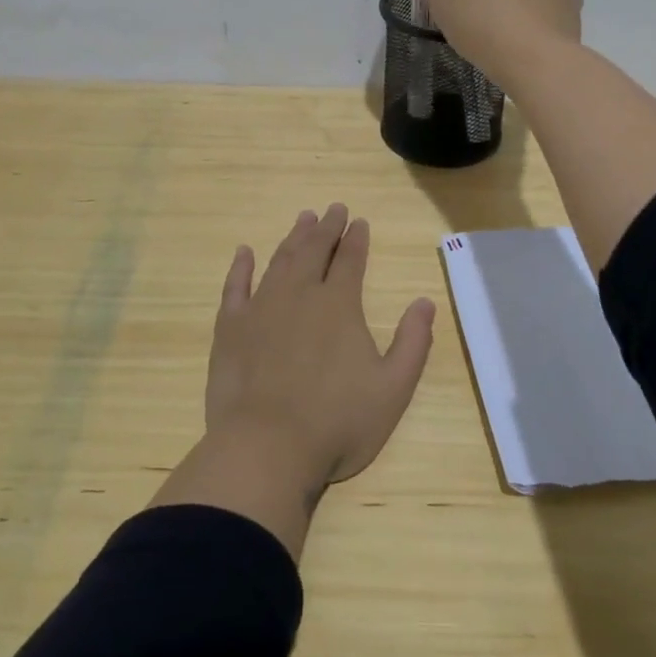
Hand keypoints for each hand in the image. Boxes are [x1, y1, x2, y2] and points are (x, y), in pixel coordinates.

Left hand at [206, 204, 434, 491]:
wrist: (267, 448)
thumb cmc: (337, 422)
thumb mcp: (393, 389)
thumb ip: (412, 342)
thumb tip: (425, 302)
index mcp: (339, 305)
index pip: (350, 260)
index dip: (356, 239)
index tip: (359, 221)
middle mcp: (300, 294)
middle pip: (314, 251)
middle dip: (326, 228)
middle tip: (333, 208)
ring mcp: (261, 308)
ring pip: (280, 261)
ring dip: (293, 238)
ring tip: (303, 219)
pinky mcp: (230, 328)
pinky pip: (235, 287)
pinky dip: (241, 267)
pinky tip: (244, 253)